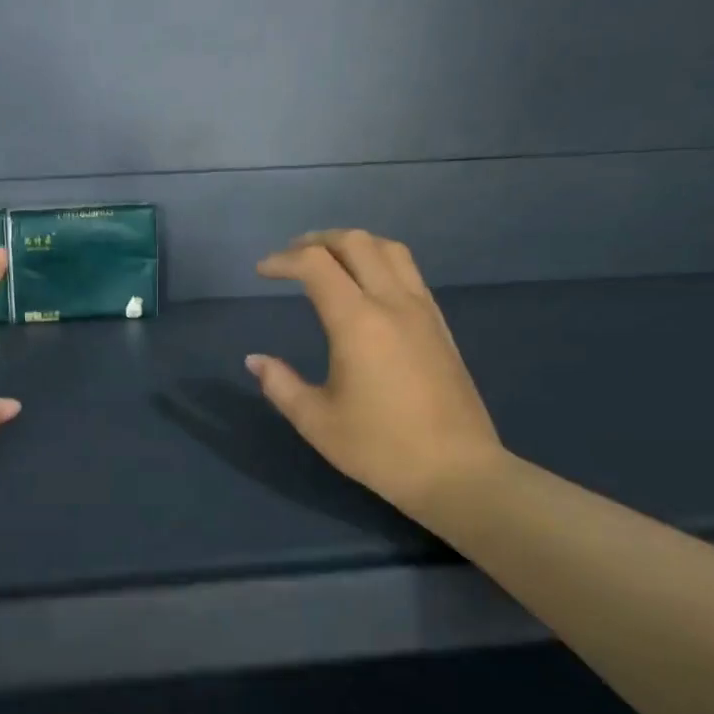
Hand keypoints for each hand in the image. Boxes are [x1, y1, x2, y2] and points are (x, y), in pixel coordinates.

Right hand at [246, 230, 503, 520]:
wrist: (458, 473)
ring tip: (328, 261)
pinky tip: (365, 286)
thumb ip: (280, 384)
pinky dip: (378, 261)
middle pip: (355, 243)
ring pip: (389, 249)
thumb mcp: (316, 421)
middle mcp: (392, 304)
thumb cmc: (380, 448)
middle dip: (317, 240)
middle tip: (290, 257)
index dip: (283, 260)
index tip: (261, 272)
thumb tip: (255, 360)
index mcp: (357, 322)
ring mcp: (422, 311)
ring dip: (352, 244)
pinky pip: (408, 271)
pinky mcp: (439, 325)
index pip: (315, 265)